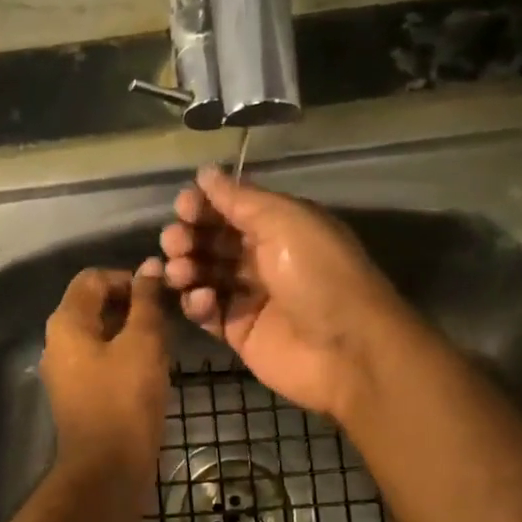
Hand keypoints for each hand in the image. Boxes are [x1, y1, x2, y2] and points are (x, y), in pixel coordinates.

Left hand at [41, 263, 169, 475]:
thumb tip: (150, 266)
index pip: (93, 277)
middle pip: (93, 305)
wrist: (107, 468)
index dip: (128, 278)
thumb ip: (146, 302)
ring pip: (99, 334)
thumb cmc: (125, 399)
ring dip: (130, 331)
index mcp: (66, 322)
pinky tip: (149, 369)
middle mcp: (57, 341)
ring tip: (162, 343)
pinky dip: (123, 356)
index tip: (160, 295)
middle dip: (130, 305)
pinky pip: (100, 360)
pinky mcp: (77, 394)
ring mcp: (65, 370)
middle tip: (166, 318)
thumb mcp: (143, 343)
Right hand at [159, 166, 405, 419]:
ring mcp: (248, 296)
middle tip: (175, 242)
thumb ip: (241, 199)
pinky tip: (204, 301)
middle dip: (188, 237)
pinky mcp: (237, 331)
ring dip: (186, 268)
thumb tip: (206, 173)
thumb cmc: (318, 275)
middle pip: (211, 241)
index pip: (230, 209)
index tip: (183, 206)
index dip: (204, 205)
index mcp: (279, 226)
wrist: (346, 349)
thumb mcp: (285, 222)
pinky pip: (206, 312)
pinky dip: (197, 303)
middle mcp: (262, 258)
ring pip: (203, 275)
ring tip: (181, 272)